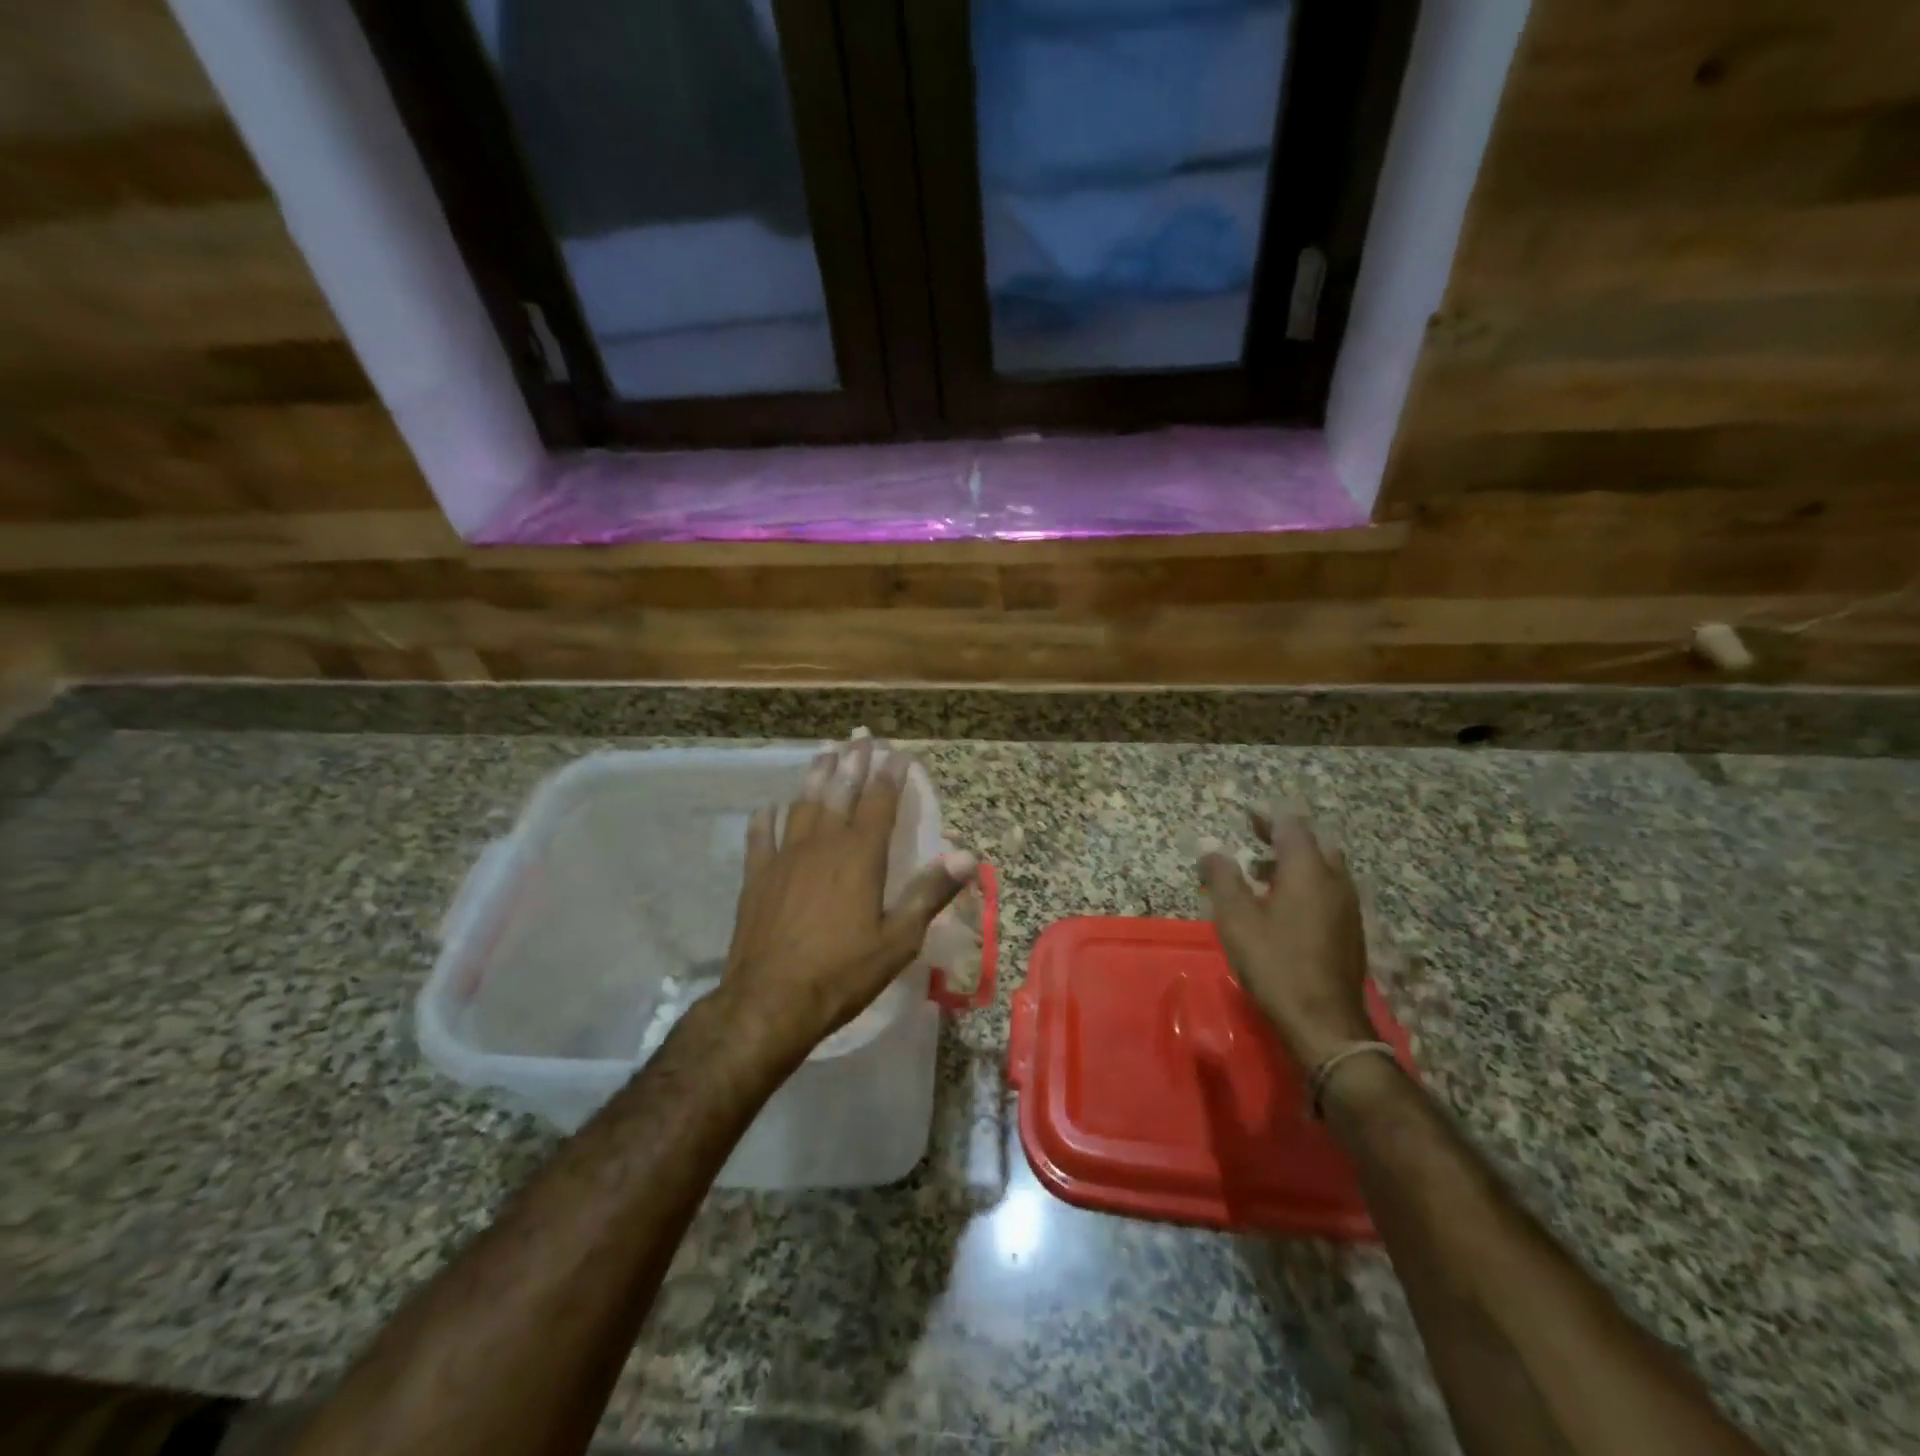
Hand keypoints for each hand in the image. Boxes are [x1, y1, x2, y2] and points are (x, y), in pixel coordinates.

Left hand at [718, 738, 976, 1057]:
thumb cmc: (842, 972)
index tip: (899, 752)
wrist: (770, 1002)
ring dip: (815, 778)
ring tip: (824, 754)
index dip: (891, 775)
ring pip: (802, 806)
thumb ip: (930, 892)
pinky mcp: (757, 878)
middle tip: (860, 738)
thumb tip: (967, 854)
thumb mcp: (898, 938)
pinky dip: (766, 819)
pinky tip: (768, 808)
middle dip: (853, 763)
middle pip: (839, 793)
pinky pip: (761, 838)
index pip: (880, 802)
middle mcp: (822, 845)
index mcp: (859, 856)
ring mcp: (785, 858)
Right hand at [1198, 810, 1374, 1070]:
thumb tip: (1211, 850)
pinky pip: (1329, 891)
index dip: (1266, 817)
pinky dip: (1306, 885)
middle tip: (1254, 841)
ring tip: (1260, 877)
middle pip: (1313, 844)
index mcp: (1308, 870)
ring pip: (1324, 869)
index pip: (1290, 826)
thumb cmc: (1275, 964)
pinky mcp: (1351, 930)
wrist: (1324, 1022)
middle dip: (1283, 838)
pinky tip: (1283, 909)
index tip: (1245, 814)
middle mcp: (1335, 881)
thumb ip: (1222, 878)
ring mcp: (1348, 907)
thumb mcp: (1236, 919)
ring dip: (1294, 863)